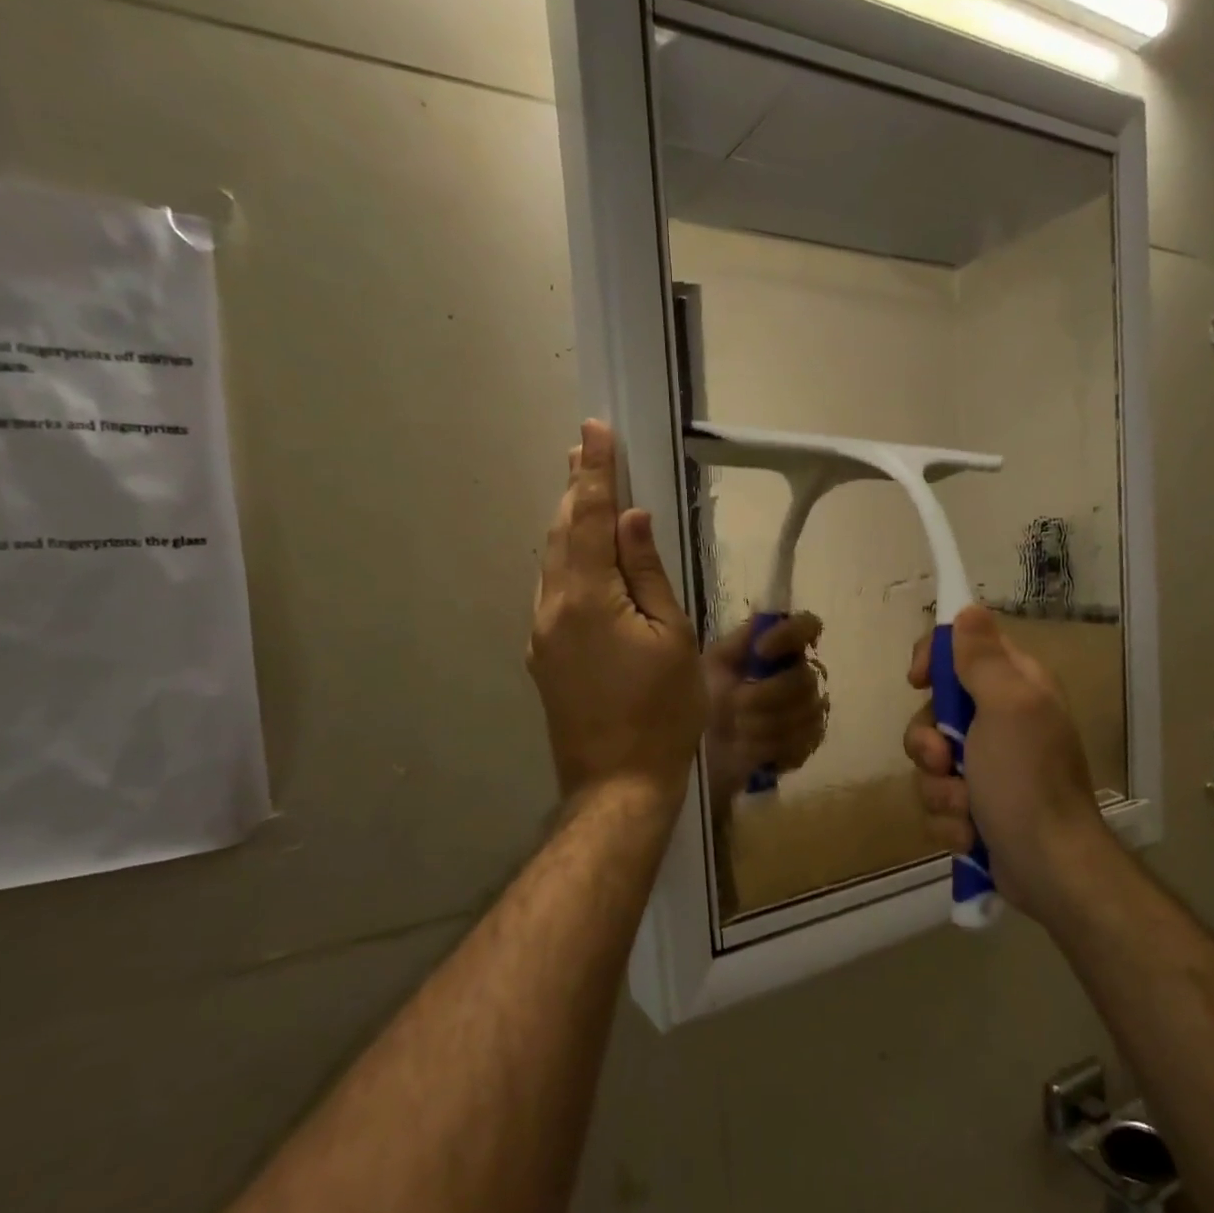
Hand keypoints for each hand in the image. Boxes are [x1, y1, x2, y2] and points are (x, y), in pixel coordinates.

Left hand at [529, 420, 705, 801]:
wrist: (618, 782)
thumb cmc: (662, 710)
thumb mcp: (672, 636)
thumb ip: (647, 573)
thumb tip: (631, 520)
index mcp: (587, 597)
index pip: (590, 517)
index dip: (595, 472)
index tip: (595, 430)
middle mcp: (552, 607)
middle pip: (562, 534)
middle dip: (576, 489)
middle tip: (584, 449)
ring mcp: (542, 634)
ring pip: (553, 563)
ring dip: (569, 524)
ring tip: (583, 490)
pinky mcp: (544, 656)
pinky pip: (553, 592)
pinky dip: (568, 561)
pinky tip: (581, 556)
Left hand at [702, 614, 826, 802]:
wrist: (703, 748)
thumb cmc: (708, 698)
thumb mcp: (715, 664)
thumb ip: (740, 641)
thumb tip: (764, 617)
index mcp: (781, 650)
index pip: (808, 626)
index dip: (789, 635)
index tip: (760, 650)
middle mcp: (802, 675)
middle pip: (803, 678)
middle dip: (764, 695)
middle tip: (735, 706)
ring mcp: (810, 711)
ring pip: (801, 713)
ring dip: (760, 724)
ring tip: (736, 729)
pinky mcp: (808, 743)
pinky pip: (799, 742)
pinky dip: (767, 746)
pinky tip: (749, 747)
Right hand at [904, 606, 1103, 923]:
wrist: (1049, 869)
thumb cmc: (1027, 780)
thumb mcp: (1007, 707)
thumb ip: (982, 658)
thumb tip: (968, 609)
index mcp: (1015, 688)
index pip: (964, 649)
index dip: (934, 659)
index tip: (918, 681)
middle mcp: (1001, 722)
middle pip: (934, 711)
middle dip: (928, 742)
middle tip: (944, 759)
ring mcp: (987, 768)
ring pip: (929, 761)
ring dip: (939, 789)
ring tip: (966, 809)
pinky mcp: (976, 808)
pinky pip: (938, 802)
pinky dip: (949, 821)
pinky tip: (971, 835)